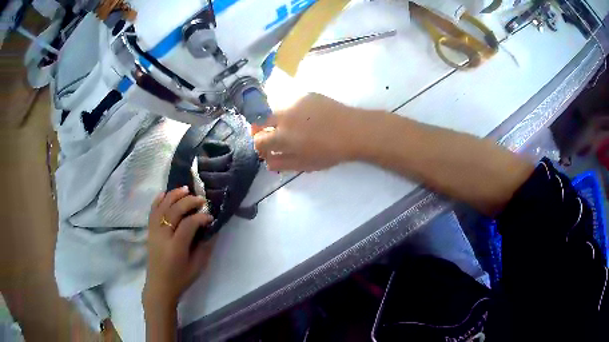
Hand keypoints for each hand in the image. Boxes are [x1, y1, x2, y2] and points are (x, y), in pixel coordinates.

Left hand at [143, 186, 213, 308]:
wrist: (160, 286)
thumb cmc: (181, 278)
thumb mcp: (198, 266)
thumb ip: (206, 246)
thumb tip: (212, 228)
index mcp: (176, 247)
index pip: (188, 224)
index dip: (200, 217)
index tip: (210, 216)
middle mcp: (163, 236)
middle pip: (174, 211)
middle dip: (188, 202)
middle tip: (200, 199)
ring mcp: (154, 232)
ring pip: (162, 207)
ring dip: (173, 195)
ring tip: (185, 189)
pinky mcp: (149, 231)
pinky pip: (152, 211)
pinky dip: (158, 200)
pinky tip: (165, 193)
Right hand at [254, 93, 360, 171]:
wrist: (353, 130)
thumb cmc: (330, 151)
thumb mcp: (305, 164)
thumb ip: (282, 163)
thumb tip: (268, 162)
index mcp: (282, 136)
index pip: (259, 140)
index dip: (259, 147)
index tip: (266, 151)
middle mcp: (283, 116)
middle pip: (260, 121)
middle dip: (260, 130)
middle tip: (271, 137)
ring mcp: (293, 103)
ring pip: (275, 110)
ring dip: (275, 120)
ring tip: (289, 127)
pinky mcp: (305, 95)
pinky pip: (290, 103)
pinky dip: (291, 111)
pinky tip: (305, 117)